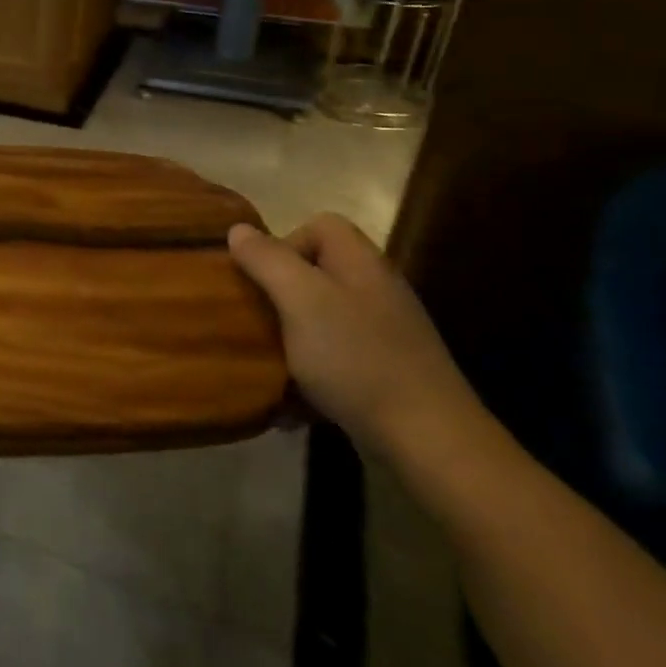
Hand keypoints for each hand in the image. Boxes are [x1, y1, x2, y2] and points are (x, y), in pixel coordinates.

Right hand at [227, 214, 483, 460]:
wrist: (427, 440)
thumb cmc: (356, 358)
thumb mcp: (301, 299)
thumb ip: (268, 260)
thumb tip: (238, 229)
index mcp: (361, 263)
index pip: (320, 226)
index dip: (284, 242)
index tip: (262, 279)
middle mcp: (375, 290)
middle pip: (316, 272)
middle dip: (279, 294)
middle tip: (257, 321)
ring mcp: (383, 334)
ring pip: (319, 319)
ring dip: (288, 340)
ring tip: (267, 365)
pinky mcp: (383, 373)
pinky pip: (333, 360)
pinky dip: (308, 376)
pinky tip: (291, 403)